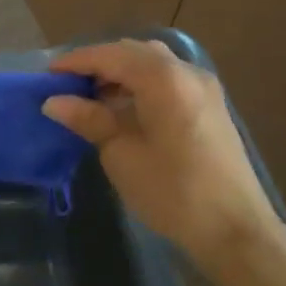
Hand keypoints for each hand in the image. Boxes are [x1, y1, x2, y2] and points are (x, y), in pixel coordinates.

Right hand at [44, 39, 276, 259]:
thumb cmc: (174, 192)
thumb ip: (89, 119)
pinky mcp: (210, 105)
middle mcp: (185, 71)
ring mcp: (203, 87)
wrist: (238, 233)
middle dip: (98, 63)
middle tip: (67, 84)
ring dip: (120, 72)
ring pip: (152, 63)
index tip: (47, 75)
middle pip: (132, 52)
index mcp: (163, 78)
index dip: (76, 62)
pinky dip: (141, 83)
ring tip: (92, 97)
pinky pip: (168, 78)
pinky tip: (124, 108)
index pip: (109, 55)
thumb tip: (54, 102)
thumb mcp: (122, 155)